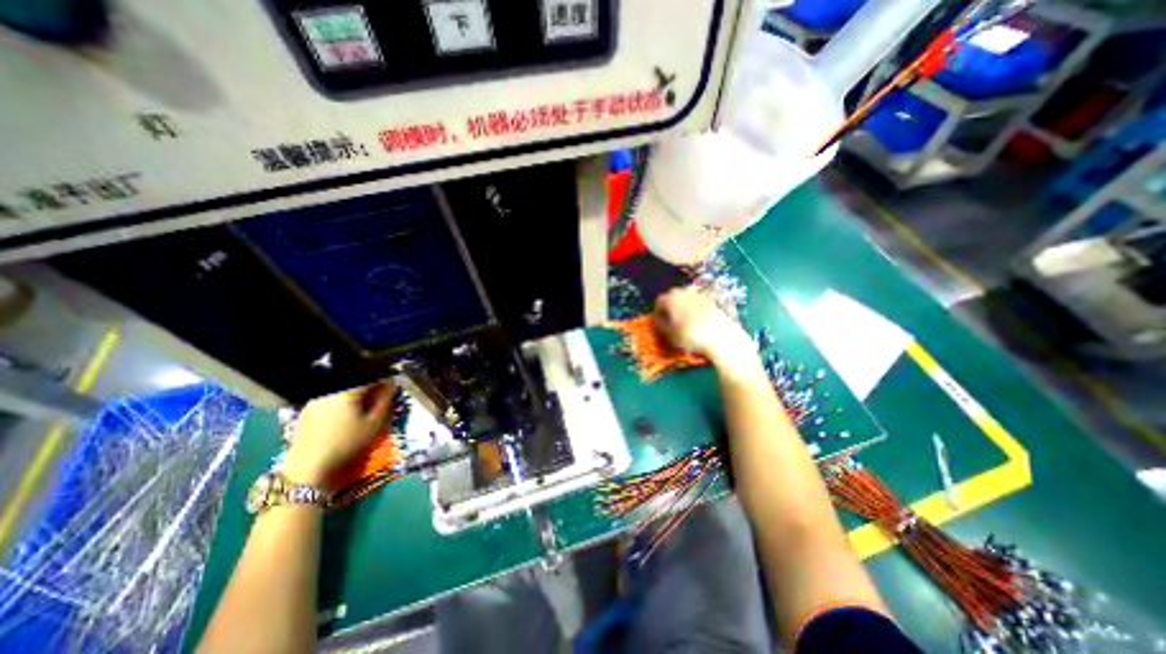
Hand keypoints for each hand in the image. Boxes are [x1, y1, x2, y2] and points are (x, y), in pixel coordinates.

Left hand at [281, 383, 394, 484]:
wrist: (309, 468)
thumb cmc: (347, 444)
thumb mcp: (374, 423)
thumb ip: (385, 400)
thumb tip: (391, 384)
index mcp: (346, 391)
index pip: (370, 375)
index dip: (383, 378)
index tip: (391, 385)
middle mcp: (329, 390)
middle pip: (354, 379)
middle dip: (369, 384)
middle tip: (379, 395)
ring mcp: (315, 398)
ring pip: (341, 388)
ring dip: (355, 391)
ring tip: (363, 404)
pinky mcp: (307, 408)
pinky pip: (330, 395)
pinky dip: (342, 398)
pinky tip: (346, 413)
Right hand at [653, 288, 762, 373]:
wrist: (720, 335)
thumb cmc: (690, 335)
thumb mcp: (669, 334)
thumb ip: (660, 326)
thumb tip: (658, 321)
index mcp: (671, 298)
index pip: (659, 301)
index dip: (657, 313)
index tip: (658, 323)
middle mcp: (683, 292)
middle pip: (672, 297)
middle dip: (669, 307)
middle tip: (669, 321)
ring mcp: (698, 295)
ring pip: (684, 299)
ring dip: (681, 307)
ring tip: (683, 322)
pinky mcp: (710, 300)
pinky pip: (696, 302)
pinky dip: (693, 309)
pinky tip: (696, 322)